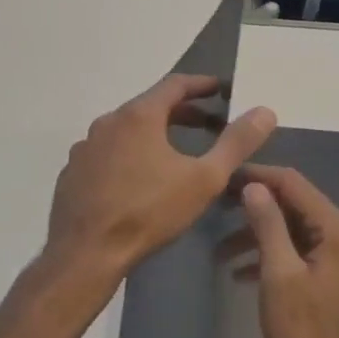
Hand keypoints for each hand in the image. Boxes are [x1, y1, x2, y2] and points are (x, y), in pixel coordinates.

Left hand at [47, 74, 276, 280]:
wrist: (87, 252)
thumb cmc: (149, 211)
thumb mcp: (204, 179)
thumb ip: (236, 143)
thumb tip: (265, 112)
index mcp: (138, 115)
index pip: (174, 85)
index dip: (201, 85)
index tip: (220, 89)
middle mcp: (107, 122)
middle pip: (149, 106)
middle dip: (181, 112)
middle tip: (208, 123)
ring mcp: (85, 148)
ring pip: (125, 131)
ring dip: (153, 134)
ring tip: (175, 151)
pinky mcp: (72, 173)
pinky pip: (107, 154)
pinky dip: (128, 155)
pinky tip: (138, 179)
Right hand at [224, 165, 338, 337]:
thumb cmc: (303, 335)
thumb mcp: (279, 275)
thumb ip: (267, 224)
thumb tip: (253, 186)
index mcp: (336, 231)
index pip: (294, 184)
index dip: (257, 176)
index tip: (220, 178)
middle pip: (293, 204)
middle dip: (253, 204)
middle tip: (214, 206)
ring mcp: (334, 261)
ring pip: (289, 230)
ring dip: (255, 233)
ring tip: (216, 247)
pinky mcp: (323, 282)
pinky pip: (292, 255)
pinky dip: (265, 257)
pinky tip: (236, 272)